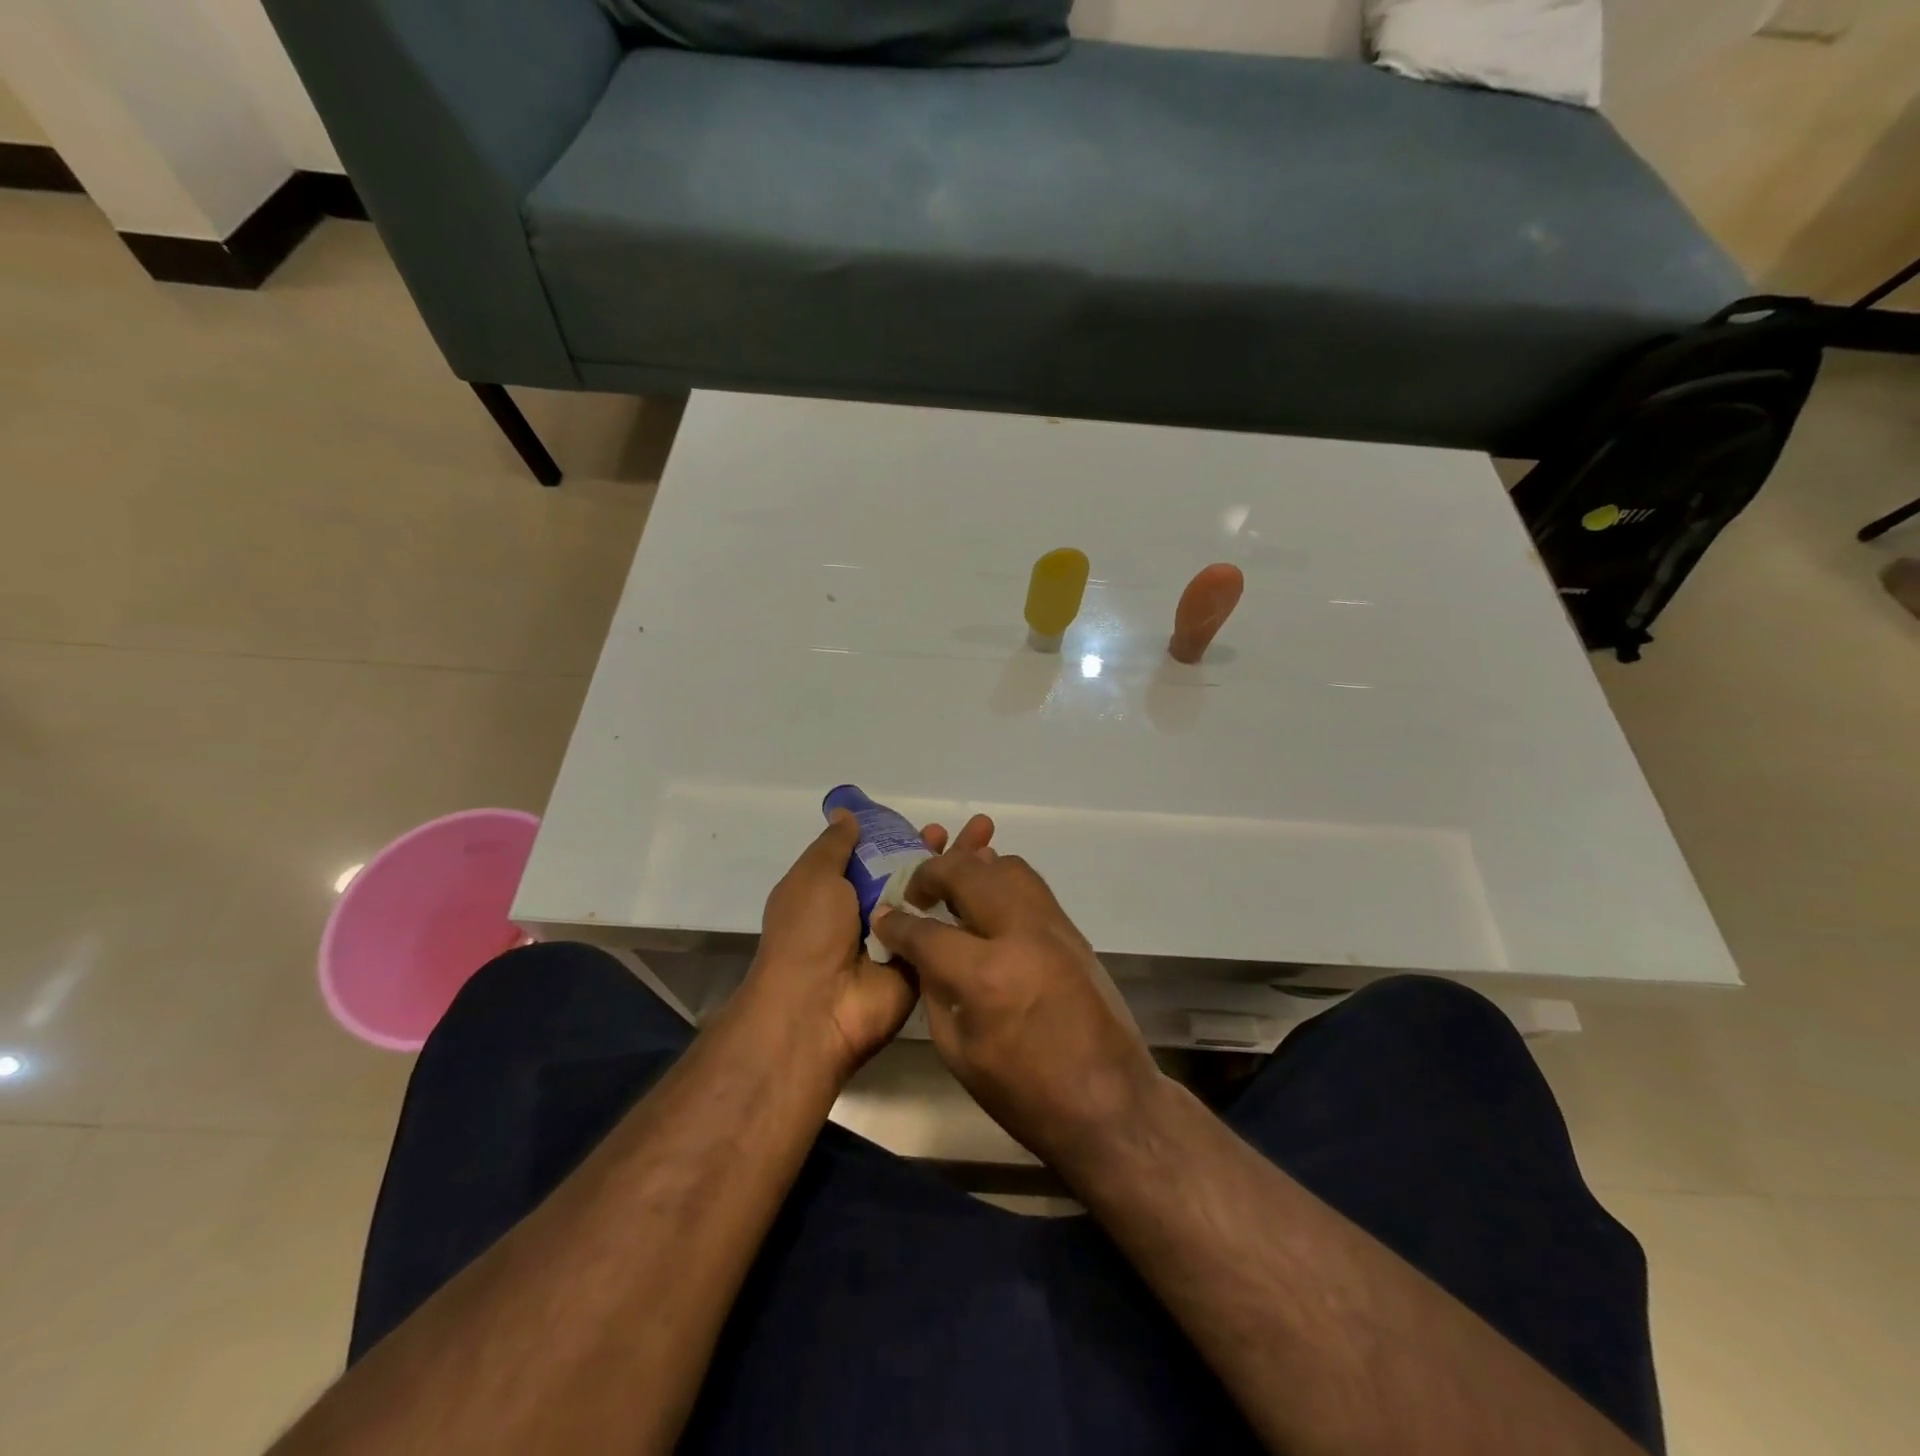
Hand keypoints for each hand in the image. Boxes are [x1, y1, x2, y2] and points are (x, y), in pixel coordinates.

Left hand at [746, 809, 993, 1081]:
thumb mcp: (813, 877)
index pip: (880, 855)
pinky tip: (995, 886)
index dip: (905, 837)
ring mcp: (900, 939)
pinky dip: (968, 909)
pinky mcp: (923, 962)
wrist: (818, 1008)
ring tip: (992, 849)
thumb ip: (834, 845)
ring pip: (935, 899)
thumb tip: (846, 814)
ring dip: (962, 874)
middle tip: (979, 829)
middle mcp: (871, 912)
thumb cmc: (808, 934)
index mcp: (839, 890)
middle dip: (943, 852)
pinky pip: (946, 931)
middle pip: (914, 873)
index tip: (932, 824)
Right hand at [870, 842, 1160, 1167]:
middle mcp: (1020, 935)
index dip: (897, 923)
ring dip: (972, 869)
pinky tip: (989, 903)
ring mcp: (1053, 926)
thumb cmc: (1027, 1094)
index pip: (926, 931)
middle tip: (917, 892)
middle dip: (932, 874)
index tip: (884, 917)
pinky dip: (1002, 881)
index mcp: (985, 976)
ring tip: (955, 890)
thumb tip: (920, 954)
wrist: (1111, 1103)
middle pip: (968, 873)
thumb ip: (935, 992)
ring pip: (1006, 866)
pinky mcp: (1073, 929)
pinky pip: (1031, 885)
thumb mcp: (959, 1053)